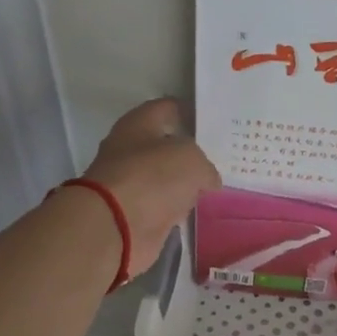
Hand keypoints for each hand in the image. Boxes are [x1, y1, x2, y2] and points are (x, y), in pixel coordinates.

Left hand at [80, 98, 219, 273]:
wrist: (115, 227)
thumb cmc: (152, 177)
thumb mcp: (192, 160)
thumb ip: (205, 165)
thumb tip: (208, 180)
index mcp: (138, 124)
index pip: (167, 108)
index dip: (189, 112)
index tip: (214, 121)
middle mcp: (130, 150)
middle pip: (165, 145)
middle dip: (190, 151)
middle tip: (221, 156)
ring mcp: (131, 184)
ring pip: (165, 178)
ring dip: (185, 183)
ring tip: (216, 184)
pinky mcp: (135, 214)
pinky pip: (164, 206)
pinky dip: (178, 208)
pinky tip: (199, 209)